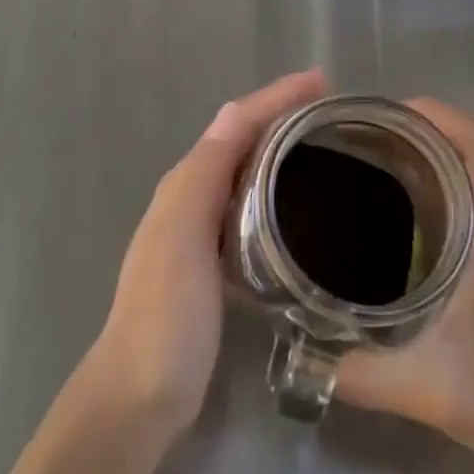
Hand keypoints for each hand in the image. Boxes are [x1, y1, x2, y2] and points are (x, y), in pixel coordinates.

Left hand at [84, 69, 327, 439]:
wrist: (141, 393)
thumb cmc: (165, 314)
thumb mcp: (183, 236)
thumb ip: (206, 175)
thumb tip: (236, 112)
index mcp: (186, 182)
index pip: (236, 122)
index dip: (277, 96)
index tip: (322, 80)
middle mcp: (191, 196)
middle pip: (241, 139)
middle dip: (282, 115)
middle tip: (332, 110)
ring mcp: (201, 231)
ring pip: (246, 171)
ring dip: (279, 149)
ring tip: (325, 146)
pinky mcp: (215, 263)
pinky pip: (250, 208)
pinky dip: (275, 191)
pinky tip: (300, 207)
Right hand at [334, 99, 473, 473]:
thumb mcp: (432, 391)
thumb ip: (362, 375)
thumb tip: (301, 356)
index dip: (439, 114)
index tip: (385, 115)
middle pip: (470, 145)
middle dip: (415, 128)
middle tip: (357, 135)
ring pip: (468, 170)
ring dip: (423, 154)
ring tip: (365, 159)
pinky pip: (465, 198)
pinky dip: (431, 185)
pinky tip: (391, 210)